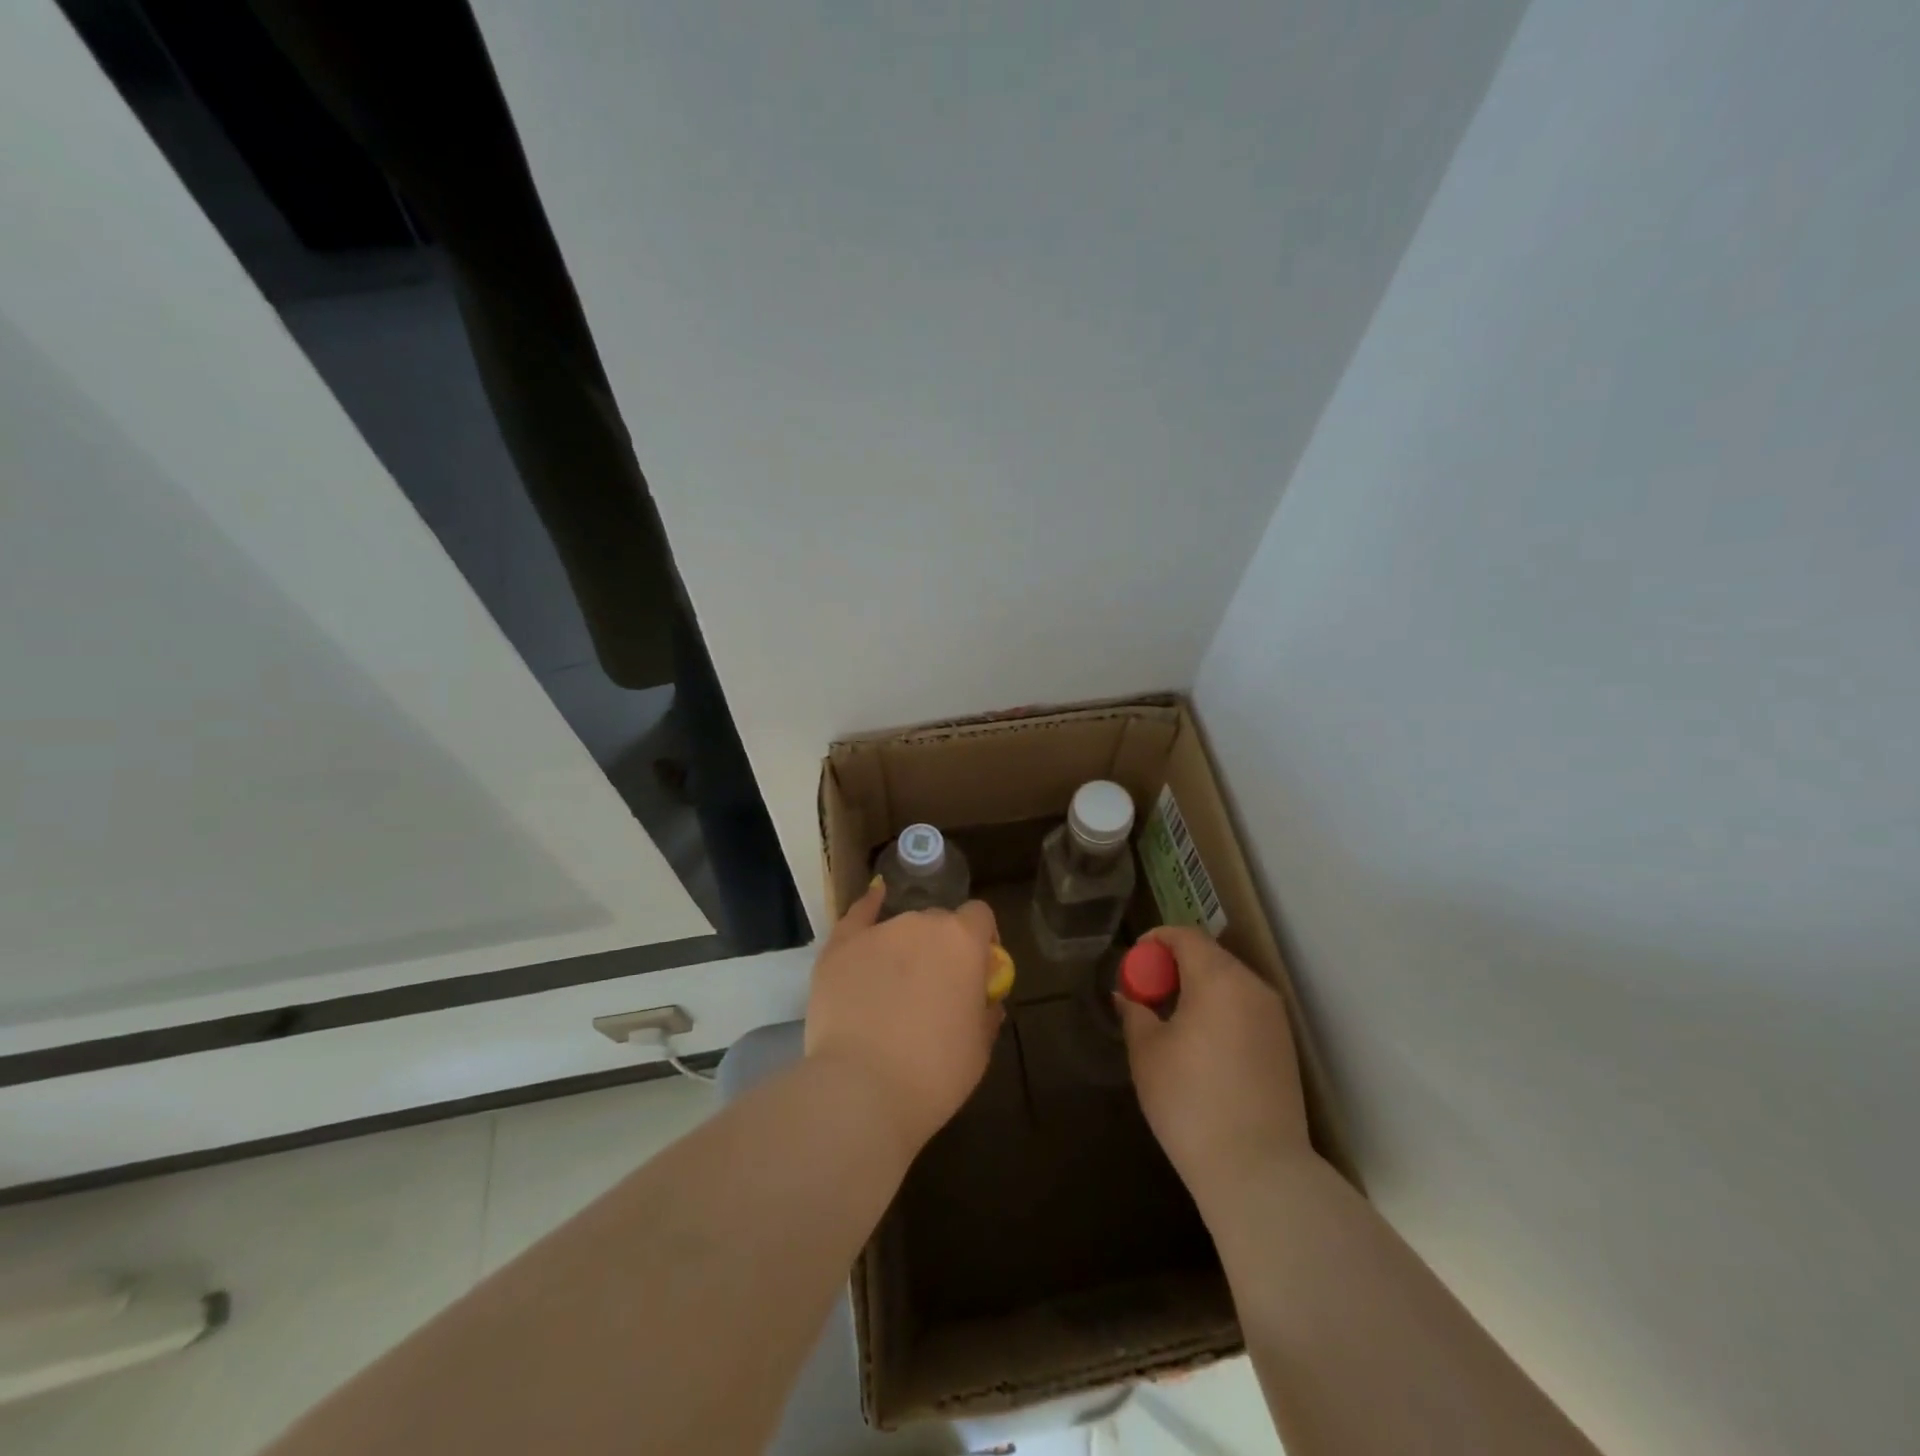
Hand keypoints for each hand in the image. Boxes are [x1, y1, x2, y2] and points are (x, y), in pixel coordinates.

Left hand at [804, 883, 1004, 1156]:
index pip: (980, 917)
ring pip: (900, 927)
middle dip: (941, 946)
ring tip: (895, 983)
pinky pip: (858, 915)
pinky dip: (868, 908)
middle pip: (939, 922)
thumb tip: (986, 1001)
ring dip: (906, 945)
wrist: (862, 1089)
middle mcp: (922, 924)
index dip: (982, 939)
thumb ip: (986, 1013)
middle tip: (934, 987)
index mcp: (963, 942)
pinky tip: (874, 898)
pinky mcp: (840, 946)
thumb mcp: (978, 1049)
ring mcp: (878, 931)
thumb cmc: (934, 1073)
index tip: (978, 968)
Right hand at [1117, 926, 1311, 1196]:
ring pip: (1230, 983)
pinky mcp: (1284, 1046)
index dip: (1156, 941)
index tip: (1134, 963)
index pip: (1185, 936)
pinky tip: (1201, 1044)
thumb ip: (1135, 1014)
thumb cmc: (1190, 1102)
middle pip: (1210, 957)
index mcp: (1218, 978)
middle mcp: (1252, 987)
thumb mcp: (1147, 1053)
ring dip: (1198, 988)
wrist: (1258, 1170)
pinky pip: (1245, 1008)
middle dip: (1176, 965)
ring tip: (1171, 1019)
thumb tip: (1127, 997)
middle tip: (1148, 992)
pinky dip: (1219, 1010)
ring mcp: (1273, 1018)